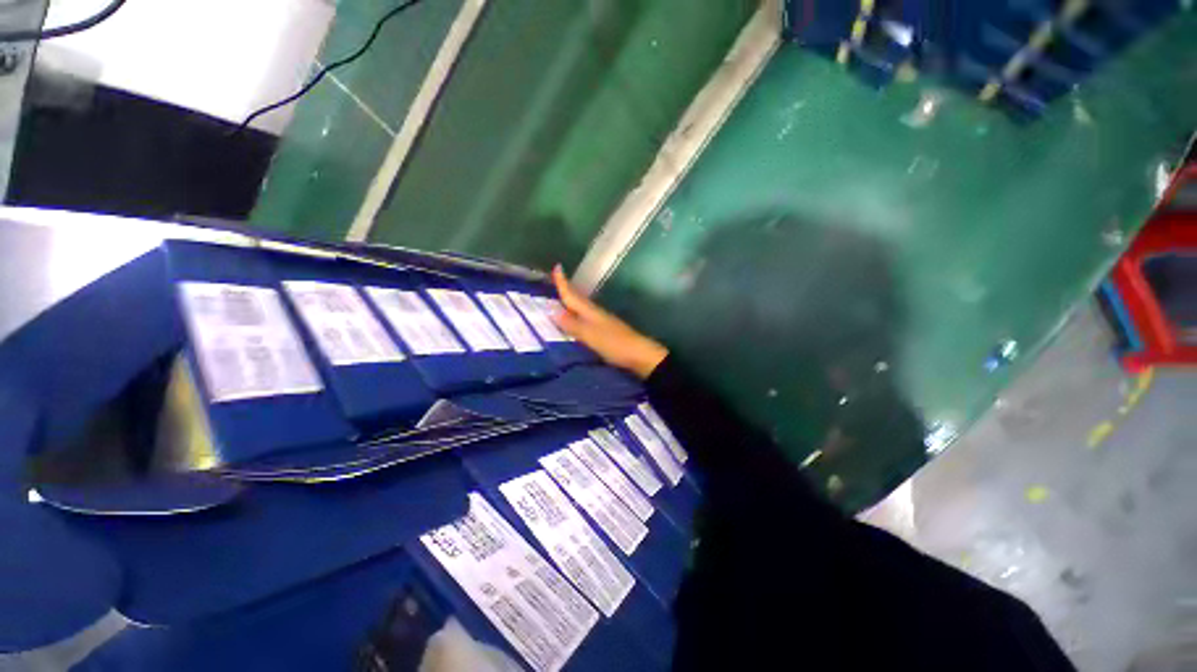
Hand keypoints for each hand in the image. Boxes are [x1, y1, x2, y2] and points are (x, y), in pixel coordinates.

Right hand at [551, 265, 668, 379]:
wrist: (639, 354)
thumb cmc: (614, 343)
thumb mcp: (590, 335)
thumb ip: (572, 324)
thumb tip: (553, 310)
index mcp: (590, 311)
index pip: (572, 295)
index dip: (563, 283)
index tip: (557, 266)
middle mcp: (595, 313)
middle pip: (577, 299)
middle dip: (566, 290)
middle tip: (555, 282)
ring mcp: (602, 321)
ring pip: (582, 308)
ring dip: (571, 302)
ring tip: (560, 300)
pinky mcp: (605, 331)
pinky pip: (586, 318)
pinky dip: (578, 315)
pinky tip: (576, 320)